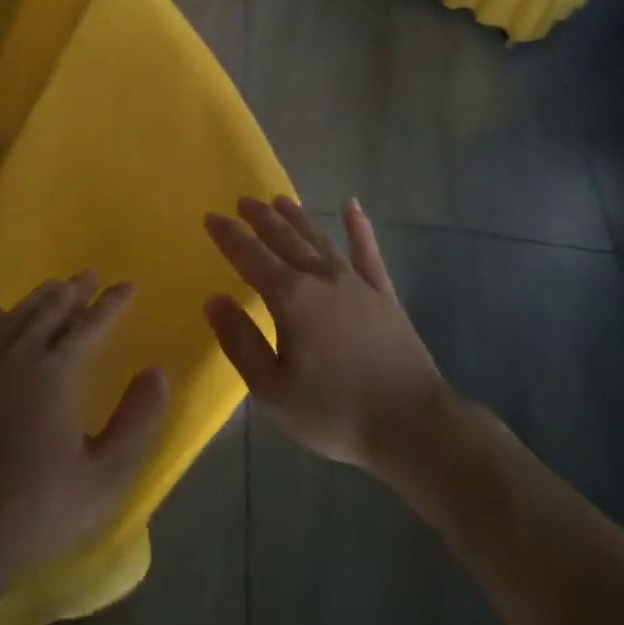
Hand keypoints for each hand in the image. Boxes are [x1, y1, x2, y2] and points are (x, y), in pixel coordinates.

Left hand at [0, 275, 168, 599]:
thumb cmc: (42, 508)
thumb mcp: (106, 475)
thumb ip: (138, 420)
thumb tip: (158, 371)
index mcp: (57, 374)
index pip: (91, 324)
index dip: (112, 303)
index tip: (128, 286)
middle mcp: (21, 357)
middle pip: (52, 310)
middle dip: (75, 290)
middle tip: (91, 275)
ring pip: (18, 315)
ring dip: (41, 297)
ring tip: (58, 286)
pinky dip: (1, 317)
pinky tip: (4, 315)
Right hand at [203, 197, 457, 480]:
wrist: (412, 425)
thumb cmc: (334, 412)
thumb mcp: (272, 390)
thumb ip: (240, 342)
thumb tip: (215, 300)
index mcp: (290, 298)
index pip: (250, 256)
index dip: (229, 236)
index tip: (211, 217)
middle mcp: (321, 279)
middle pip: (285, 239)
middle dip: (260, 218)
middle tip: (243, 200)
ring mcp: (356, 284)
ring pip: (319, 239)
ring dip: (298, 217)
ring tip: (280, 199)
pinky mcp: (384, 295)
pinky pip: (368, 253)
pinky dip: (359, 228)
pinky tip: (353, 206)